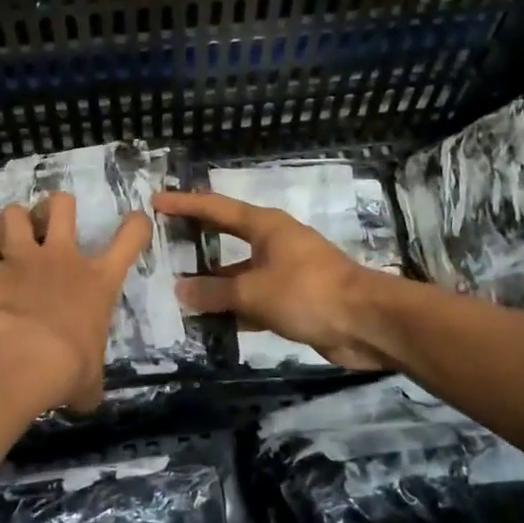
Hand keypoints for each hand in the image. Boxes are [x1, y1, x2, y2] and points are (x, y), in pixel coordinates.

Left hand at [0, 194, 151, 412]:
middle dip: (53, 208)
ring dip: (2, 225)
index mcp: (97, 280)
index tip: (133, 222)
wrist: (19, 360)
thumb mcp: (90, 380)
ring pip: (11, 214)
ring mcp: (19, 260)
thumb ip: (89, 381)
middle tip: (44, 225)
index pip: (130, 237)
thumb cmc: (67, 368)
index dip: (135, 224)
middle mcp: (60, 258)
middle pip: (61, 205)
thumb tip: (88, 398)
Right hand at [152, 191, 393, 370]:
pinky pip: (253, 299)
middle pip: (226, 237)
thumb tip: (180, 289)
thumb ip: (215, 292)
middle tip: (162, 241)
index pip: (216, 208)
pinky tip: (210, 322)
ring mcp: (284, 272)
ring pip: (239, 273)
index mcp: (265, 226)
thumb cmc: (308, 292)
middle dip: (197, 239)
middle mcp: (273, 243)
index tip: (156, 200)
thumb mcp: (254, 291)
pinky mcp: (293, 300)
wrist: (367, 323)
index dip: (185, 203)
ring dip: (214, 283)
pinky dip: (234, 308)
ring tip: (176, 291)